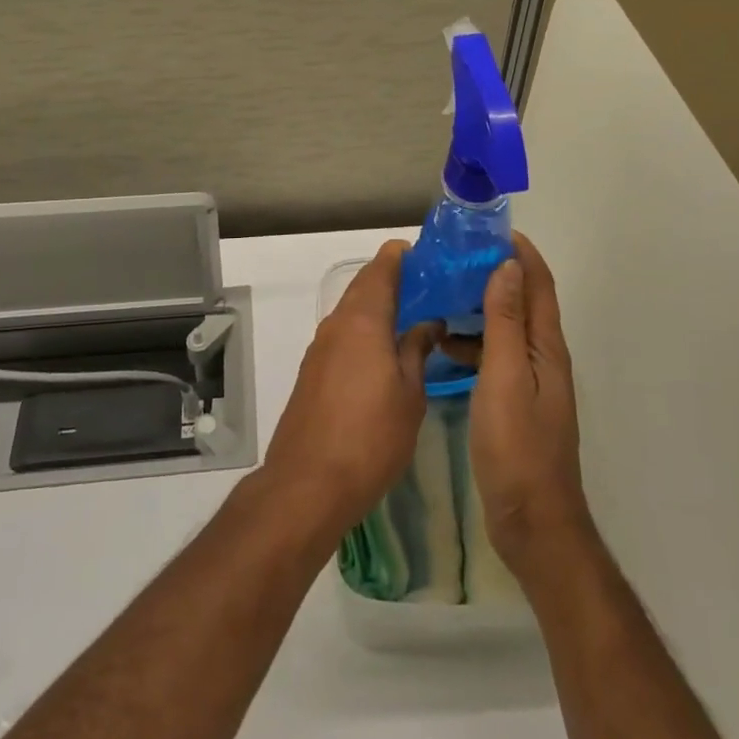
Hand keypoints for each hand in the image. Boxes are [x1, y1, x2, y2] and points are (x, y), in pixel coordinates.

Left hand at [261, 240, 435, 537]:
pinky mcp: (312, 371)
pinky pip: (343, 335)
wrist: (308, 483)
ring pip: (352, 311)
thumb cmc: (370, 437)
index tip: (428, 255)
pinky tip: (385, 349)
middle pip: (364, 286)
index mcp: (362, 320)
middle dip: (393, 279)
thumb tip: (429, 324)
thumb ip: (417, 351)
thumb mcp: (409, 395)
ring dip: (379, 306)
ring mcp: (320, 348)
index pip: (381, 268)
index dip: (402, 256)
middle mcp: (336, 324)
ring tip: (414, 315)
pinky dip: (365, 329)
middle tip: (430, 285)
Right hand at [469, 233, 593, 575]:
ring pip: (505, 329)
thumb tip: (507, 266)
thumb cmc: (517, 445)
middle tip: (454, 257)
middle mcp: (543, 357)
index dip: (520, 251)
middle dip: (495, 272)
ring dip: (480, 306)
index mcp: (546, 346)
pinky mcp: (514, 401)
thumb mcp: (506, 376)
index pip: (538, 283)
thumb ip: (506, 321)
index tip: (488, 229)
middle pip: (523, 301)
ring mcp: (529, 381)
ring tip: (442, 292)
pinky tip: (443, 345)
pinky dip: (472, 342)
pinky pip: (494, 356)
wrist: (531, 521)